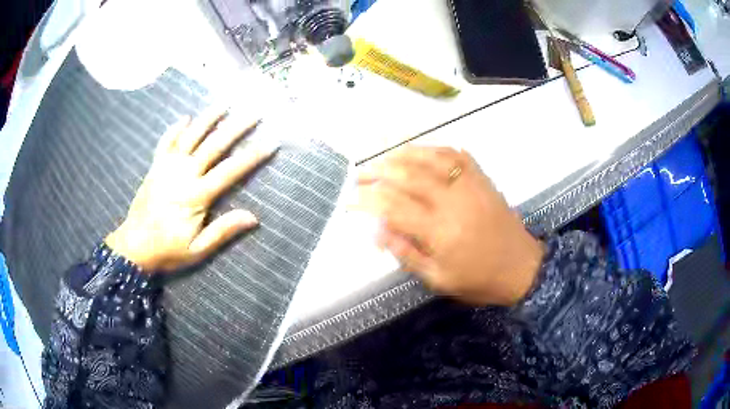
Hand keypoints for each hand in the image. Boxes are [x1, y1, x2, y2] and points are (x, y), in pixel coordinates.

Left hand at [105, 106, 278, 272]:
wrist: (133, 246)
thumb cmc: (167, 250)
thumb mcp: (197, 250)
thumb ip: (223, 231)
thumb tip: (253, 217)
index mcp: (196, 195)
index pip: (229, 171)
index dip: (251, 156)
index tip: (270, 142)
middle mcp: (183, 174)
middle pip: (213, 145)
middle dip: (236, 127)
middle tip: (254, 112)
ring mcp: (167, 167)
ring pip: (190, 136)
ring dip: (208, 118)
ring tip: (225, 103)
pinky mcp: (155, 167)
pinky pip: (166, 142)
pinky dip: (175, 129)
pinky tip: (186, 117)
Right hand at [355, 147, 543, 305]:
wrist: (521, 268)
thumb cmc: (478, 279)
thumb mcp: (438, 279)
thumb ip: (406, 254)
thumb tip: (377, 231)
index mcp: (440, 231)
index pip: (393, 207)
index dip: (366, 201)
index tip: (349, 201)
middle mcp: (453, 201)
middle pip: (407, 175)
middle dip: (377, 172)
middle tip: (359, 175)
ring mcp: (470, 186)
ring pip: (430, 158)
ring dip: (402, 153)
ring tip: (382, 155)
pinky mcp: (483, 179)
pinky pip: (456, 155)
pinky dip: (435, 149)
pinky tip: (421, 150)